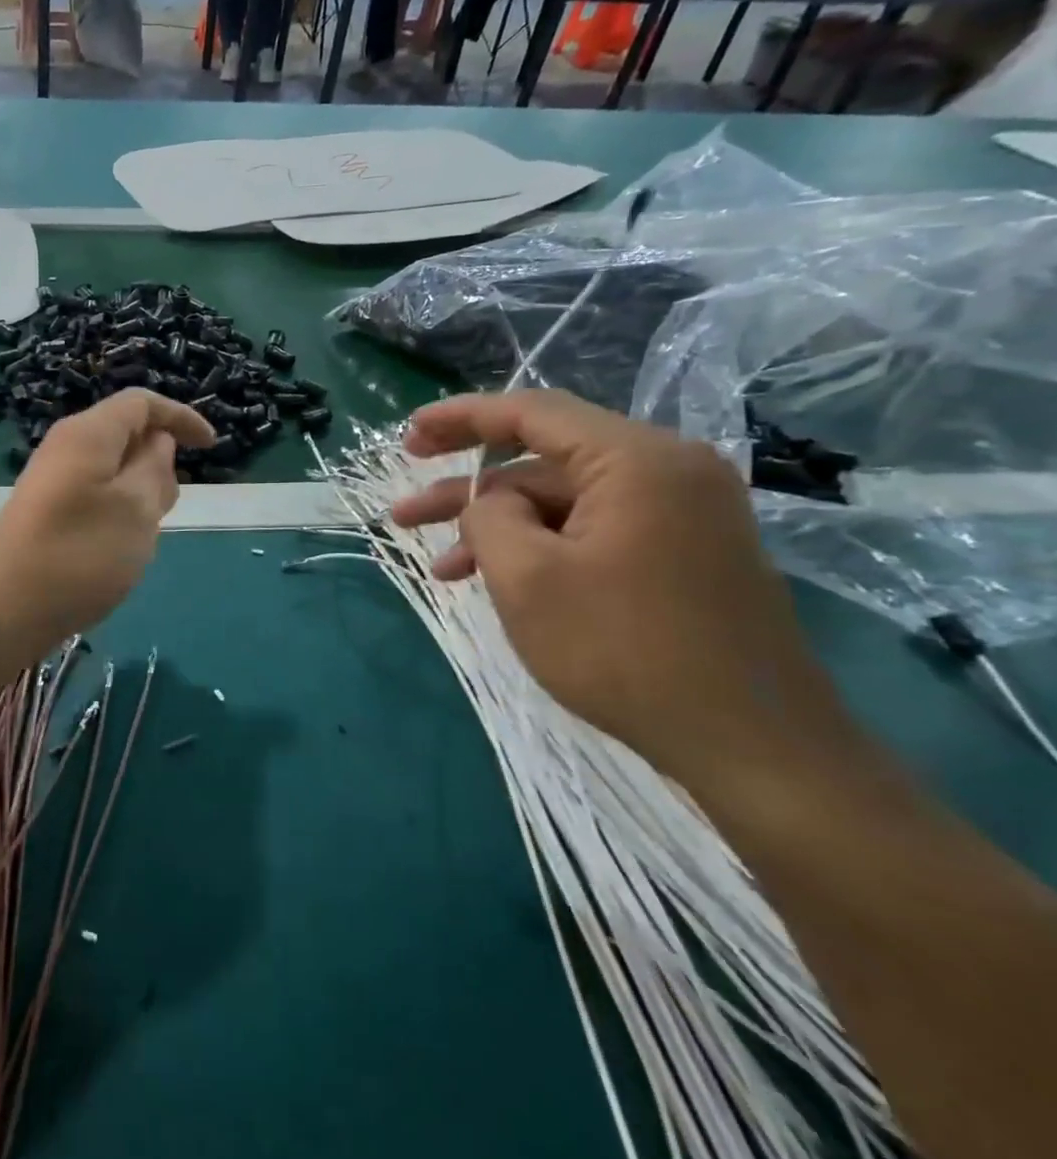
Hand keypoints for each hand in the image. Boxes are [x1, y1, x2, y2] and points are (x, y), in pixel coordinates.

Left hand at [0, 390, 214, 649]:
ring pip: (111, 471)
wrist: (2, 610)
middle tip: (168, 508)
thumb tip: (157, 442)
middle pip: (125, 435)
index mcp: (88, 434)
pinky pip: (94, 497)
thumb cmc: (80, 554)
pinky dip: (117, 512)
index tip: (212, 446)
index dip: (181, 417)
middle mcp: (66, 448)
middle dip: (158, 461)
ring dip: (139, 493)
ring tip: (143, 535)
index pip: (141, 403)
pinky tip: (116, 550)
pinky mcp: (44, 513)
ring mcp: (51, 482)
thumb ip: (155, 468)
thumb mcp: (136, 509)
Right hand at [390, 391, 863, 791]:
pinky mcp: (682, 553)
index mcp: (636, 460)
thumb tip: (490, 504)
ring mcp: (681, 514)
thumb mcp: (527, 577)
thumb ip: (488, 517)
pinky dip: (541, 548)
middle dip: (467, 488)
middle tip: (405, 509)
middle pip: (543, 460)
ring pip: (563, 503)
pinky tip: (498, 584)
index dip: (460, 417)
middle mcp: (667, 471)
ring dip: (498, 529)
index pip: (532, 412)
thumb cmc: (625, 650)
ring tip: (440, 569)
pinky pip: (592, 530)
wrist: (754, 746)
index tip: (408, 434)